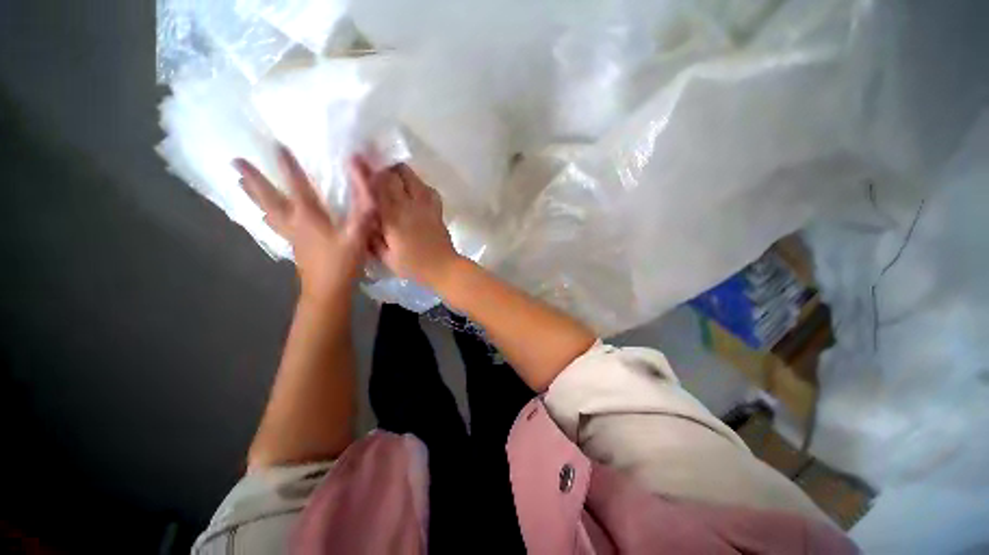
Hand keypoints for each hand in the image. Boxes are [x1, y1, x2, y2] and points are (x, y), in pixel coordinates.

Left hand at [233, 146, 376, 301]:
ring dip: (253, 196)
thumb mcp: (358, 233)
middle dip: (253, 179)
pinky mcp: (293, 246)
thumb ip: (362, 207)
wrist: (327, 289)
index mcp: (308, 216)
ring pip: (267, 211)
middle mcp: (293, 222)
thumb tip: (362, 180)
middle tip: (235, 162)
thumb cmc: (343, 261)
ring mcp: (290, 235)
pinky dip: (265, 215)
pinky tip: (265, 216)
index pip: (296, 185)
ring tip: (240, 184)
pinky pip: (273, 224)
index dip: (288, 165)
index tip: (277, 145)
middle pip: (269, 197)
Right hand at [371, 163, 459, 286]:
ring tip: (393, 174)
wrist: (444, 268)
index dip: (364, 173)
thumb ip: (373, 239)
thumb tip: (365, 221)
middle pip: (396, 176)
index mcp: (393, 219)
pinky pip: (429, 190)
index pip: (376, 190)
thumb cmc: (414, 267)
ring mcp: (426, 207)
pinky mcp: (437, 210)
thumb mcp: (387, 258)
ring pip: (414, 178)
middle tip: (373, 164)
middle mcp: (409, 207)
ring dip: (401, 172)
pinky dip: (420, 185)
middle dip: (383, 166)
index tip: (355, 158)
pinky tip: (415, 190)